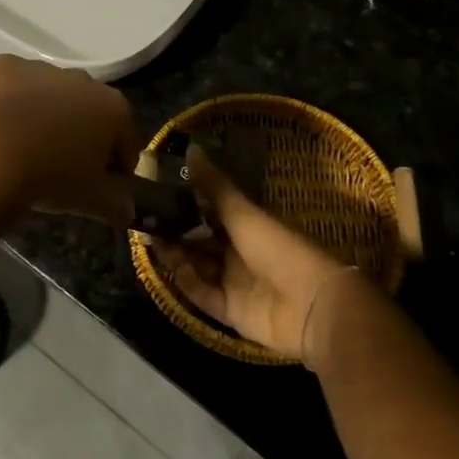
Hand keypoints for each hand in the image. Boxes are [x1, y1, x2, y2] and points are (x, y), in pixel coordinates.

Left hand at [0, 55, 138, 225]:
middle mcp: (81, 79)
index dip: (116, 165)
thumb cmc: (51, 176)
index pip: (124, 140)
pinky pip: (10, 84)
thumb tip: (127, 211)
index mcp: (112, 108)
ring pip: (47, 94)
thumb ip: (117, 205)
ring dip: (43, 114)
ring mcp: (40, 68)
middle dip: (79, 134)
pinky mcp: (2, 66)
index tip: (103, 186)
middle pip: (87, 110)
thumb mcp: (92, 201)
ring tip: (23, 148)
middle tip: (61, 167)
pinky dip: (7, 101)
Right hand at [154, 147, 366, 365]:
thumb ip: (214, 186)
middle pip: (199, 241)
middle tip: (146, 220)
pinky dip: (187, 283)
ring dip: (176, 255)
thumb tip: (191, 147)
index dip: (184, 204)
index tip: (156, 193)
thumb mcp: (243, 213)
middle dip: (175, 231)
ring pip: (196, 267)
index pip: (209, 212)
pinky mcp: (230, 312)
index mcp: (247, 227)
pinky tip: (174, 269)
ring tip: (152, 241)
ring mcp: (234, 284)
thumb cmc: (279, 249)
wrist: (313, 306)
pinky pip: (202, 295)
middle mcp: (239, 253)